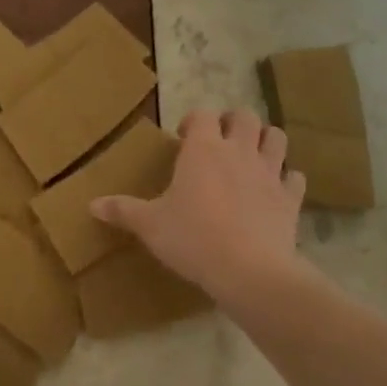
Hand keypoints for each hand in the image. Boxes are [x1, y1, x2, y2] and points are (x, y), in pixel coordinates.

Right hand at [92, 107, 306, 309]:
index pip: (202, 115)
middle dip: (233, 122)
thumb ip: (122, 211)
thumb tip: (91, 204)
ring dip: (265, 141)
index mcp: (203, 149)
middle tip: (220, 142)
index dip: (194, 122)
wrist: (248, 270)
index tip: (184, 139)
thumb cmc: (192, 238)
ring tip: (251, 157)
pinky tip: (275, 191)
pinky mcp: (290, 198)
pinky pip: (295, 178)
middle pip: (245, 117)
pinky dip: (287, 180)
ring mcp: (269, 173)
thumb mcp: (150, 225)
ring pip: (277, 138)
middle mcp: (238, 151)